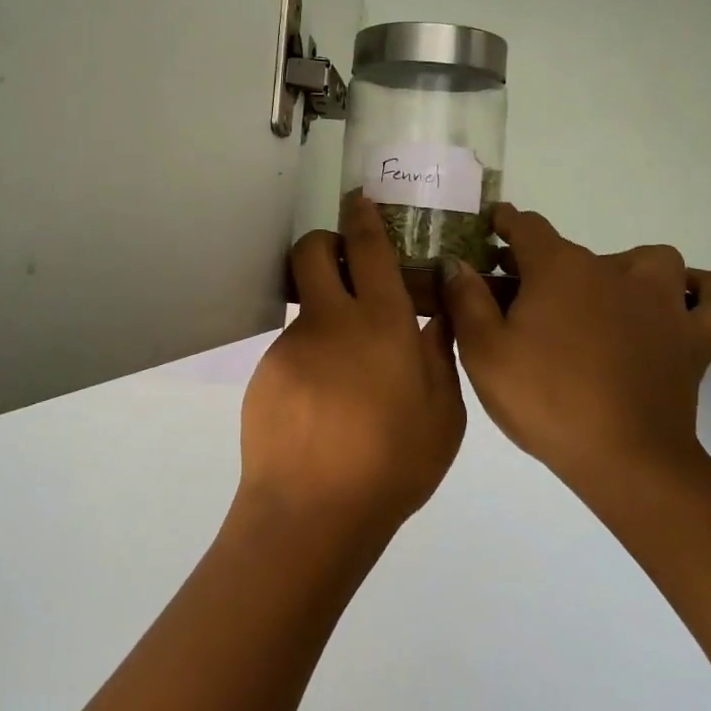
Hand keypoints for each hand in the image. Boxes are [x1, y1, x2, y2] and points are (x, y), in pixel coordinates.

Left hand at [236, 195, 465, 547]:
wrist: (312, 512)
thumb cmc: (393, 464)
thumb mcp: (443, 416)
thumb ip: (440, 357)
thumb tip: (437, 319)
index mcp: (381, 323)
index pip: (368, 248)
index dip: (362, 216)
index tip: (359, 199)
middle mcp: (331, 320)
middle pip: (312, 251)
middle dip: (325, 242)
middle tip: (344, 264)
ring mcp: (293, 344)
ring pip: (304, 303)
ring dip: (324, 311)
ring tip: (347, 367)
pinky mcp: (267, 371)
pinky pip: (294, 348)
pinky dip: (311, 358)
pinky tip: (325, 402)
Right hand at [442, 203, 710, 496]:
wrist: (625, 460)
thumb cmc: (546, 400)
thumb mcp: (484, 352)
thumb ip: (466, 300)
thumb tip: (457, 261)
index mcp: (558, 269)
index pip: (527, 227)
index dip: (506, 222)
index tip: (493, 224)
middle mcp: (612, 270)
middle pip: (577, 250)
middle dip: (548, 263)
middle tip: (527, 297)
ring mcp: (660, 301)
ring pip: (650, 261)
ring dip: (626, 269)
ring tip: (604, 298)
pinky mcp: (694, 337)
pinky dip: (702, 290)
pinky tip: (685, 296)